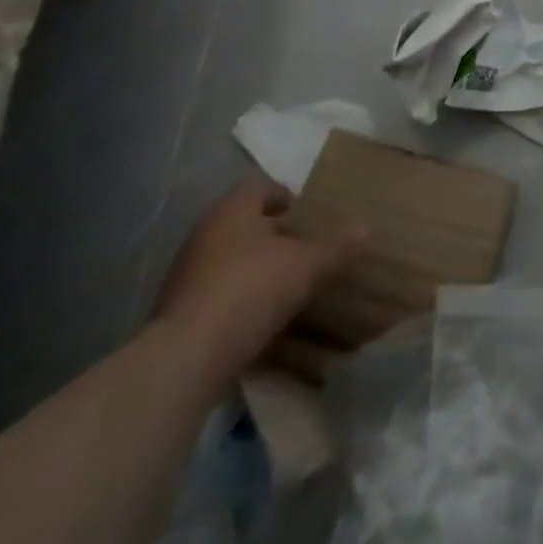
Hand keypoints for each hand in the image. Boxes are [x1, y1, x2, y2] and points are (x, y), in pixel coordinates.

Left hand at [153, 180, 364, 385]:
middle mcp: (205, 230)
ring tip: (283, 282)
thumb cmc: (250, 289)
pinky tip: (257, 314)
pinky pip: (215, 289)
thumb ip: (335, 247)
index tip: (306, 214)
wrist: (186, 356)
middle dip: (272, 232)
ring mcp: (185, 270)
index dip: (285, 197)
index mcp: (233, 209)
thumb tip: (366, 228)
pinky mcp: (177, 308)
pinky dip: (236, 294)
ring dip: (253, 264)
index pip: (261, 187)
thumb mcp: (305, 266)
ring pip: (228, 255)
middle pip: (243, 222)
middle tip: (302, 246)